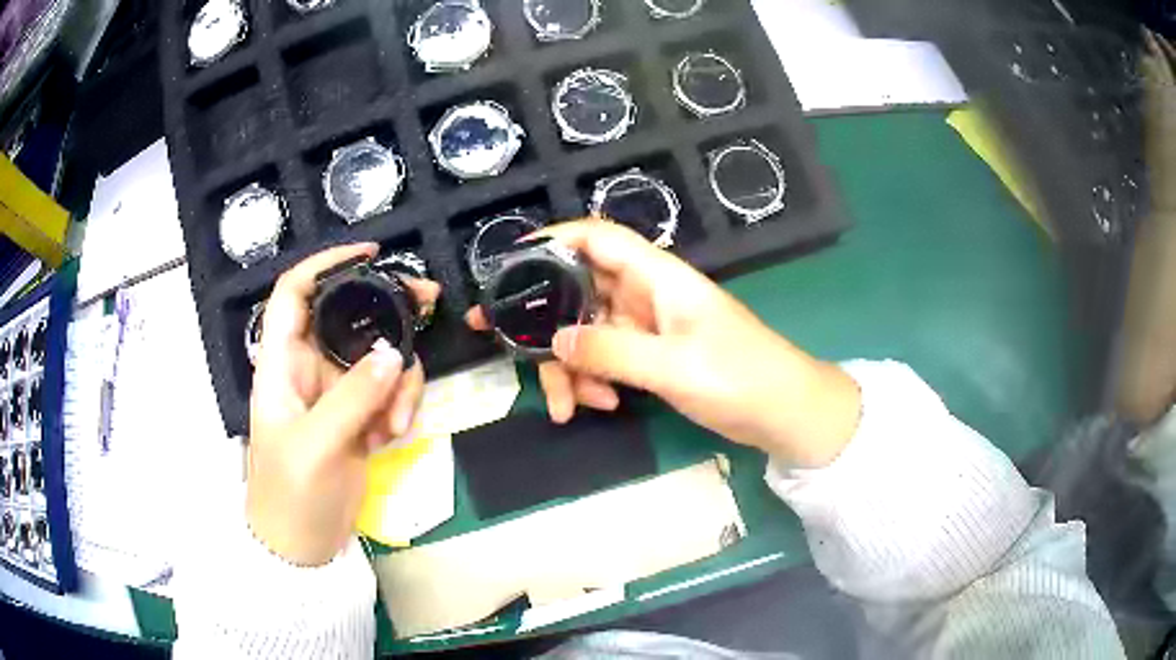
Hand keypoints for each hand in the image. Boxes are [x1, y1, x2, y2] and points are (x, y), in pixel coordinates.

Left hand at [247, 244, 440, 565]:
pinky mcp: (357, 419)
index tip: (372, 254)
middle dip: (388, 312)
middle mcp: (308, 369)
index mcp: (282, 363)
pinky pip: (388, 393)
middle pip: (349, 317)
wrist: (301, 547)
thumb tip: (397, 353)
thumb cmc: (290, 494)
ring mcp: (336, 395)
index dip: (327, 264)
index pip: (295, 293)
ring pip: (378, 357)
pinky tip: (392, 436)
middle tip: (430, 306)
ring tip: (397, 422)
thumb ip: (354, 397)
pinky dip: (399, 408)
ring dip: (398, 382)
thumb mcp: (317, 445)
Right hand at [469, 221, 860, 466]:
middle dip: (541, 319)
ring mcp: (646, 327)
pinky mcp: (650, 357)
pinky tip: (602, 406)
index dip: (553, 239)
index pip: (598, 238)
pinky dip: (594, 381)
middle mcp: (646, 294)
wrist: (784, 414)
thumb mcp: (674, 366)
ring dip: (569, 367)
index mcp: (657, 277)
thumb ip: (612, 351)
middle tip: (500, 344)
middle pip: (578, 291)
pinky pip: (604, 360)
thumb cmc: (741, 377)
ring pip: (586, 332)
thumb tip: (553, 341)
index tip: (509, 262)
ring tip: (570, 407)